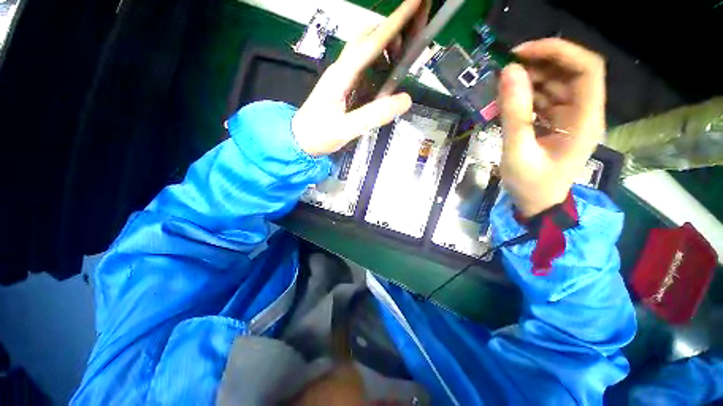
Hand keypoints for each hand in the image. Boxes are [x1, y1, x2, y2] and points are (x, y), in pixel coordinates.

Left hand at [292, 0, 429, 155]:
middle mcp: (341, 69)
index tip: (416, 1)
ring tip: (402, 58)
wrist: (299, 139)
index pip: (371, 43)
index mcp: (342, 75)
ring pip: (365, 49)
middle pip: (367, 37)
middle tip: (412, 39)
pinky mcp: (342, 85)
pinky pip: (363, 67)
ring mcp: (341, 76)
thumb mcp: (347, 128)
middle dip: (391, 30)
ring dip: (385, 46)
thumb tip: (406, 99)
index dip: (395, 22)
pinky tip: (387, 76)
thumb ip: (375, 115)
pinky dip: (378, 64)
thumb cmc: (319, 134)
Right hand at [499, 38, 605, 216]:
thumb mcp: (517, 150)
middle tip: (506, 69)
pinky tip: (509, 101)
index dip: (558, 52)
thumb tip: (509, 72)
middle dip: (540, 63)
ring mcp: (572, 118)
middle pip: (572, 72)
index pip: (586, 69)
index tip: (522, 53)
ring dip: (531, 79)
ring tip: (503, 86)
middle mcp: (585, 112)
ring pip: (558, 84)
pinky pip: (547, 99)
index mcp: (585, 119)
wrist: (537, 204)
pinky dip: (528, 94)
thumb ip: (514, 113)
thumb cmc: (530, 184)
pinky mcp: (559, 123)